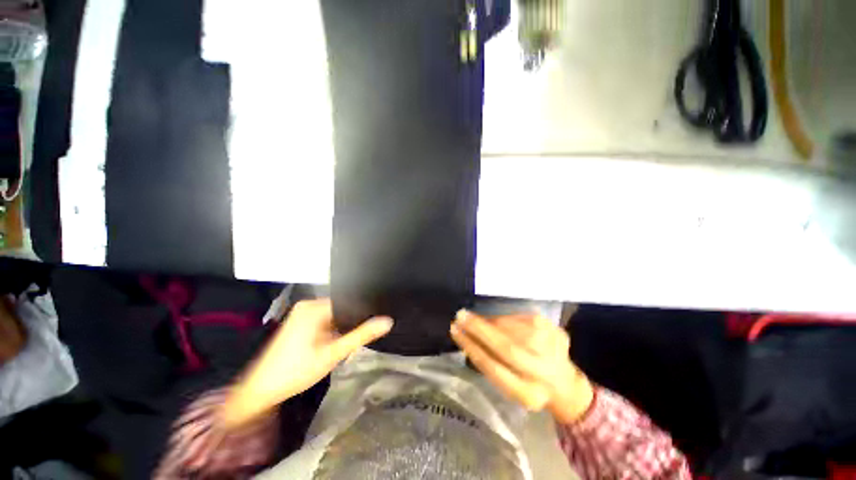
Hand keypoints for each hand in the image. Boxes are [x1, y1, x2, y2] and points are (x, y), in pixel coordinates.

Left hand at [219, 299, 392, 428]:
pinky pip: (325, 319)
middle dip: (352, 322)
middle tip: (360, 337)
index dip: (364, 311)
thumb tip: (387, 321)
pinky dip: (333, 330)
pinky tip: (334, 343)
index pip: (349, 301)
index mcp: (315, 307)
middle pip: (342, 307)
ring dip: (343, 327)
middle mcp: (308, 305)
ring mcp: (302, 313)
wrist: (260, 391)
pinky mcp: (300, 322)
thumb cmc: (296, 371)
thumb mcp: (333, 354)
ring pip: (335, 314)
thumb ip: (361, 336)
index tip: (376, 321)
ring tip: (348, 340)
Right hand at [450, 310, 593, 423]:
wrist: (564, 384)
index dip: (471, 346)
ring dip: (491, 323)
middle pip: (507, 347)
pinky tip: (500, 322)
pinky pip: (522, 318)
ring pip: (513, 328)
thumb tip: (467, 335)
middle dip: (479, 329)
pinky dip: (505, 319)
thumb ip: (489, 363)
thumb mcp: (508, 385)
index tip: (455, 330)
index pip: (493, 368)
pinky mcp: (556, 330)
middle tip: (461, 315)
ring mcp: (553, 349)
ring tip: (479, 321)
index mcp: (527, 394)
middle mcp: (543, 373)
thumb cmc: (527, 384)